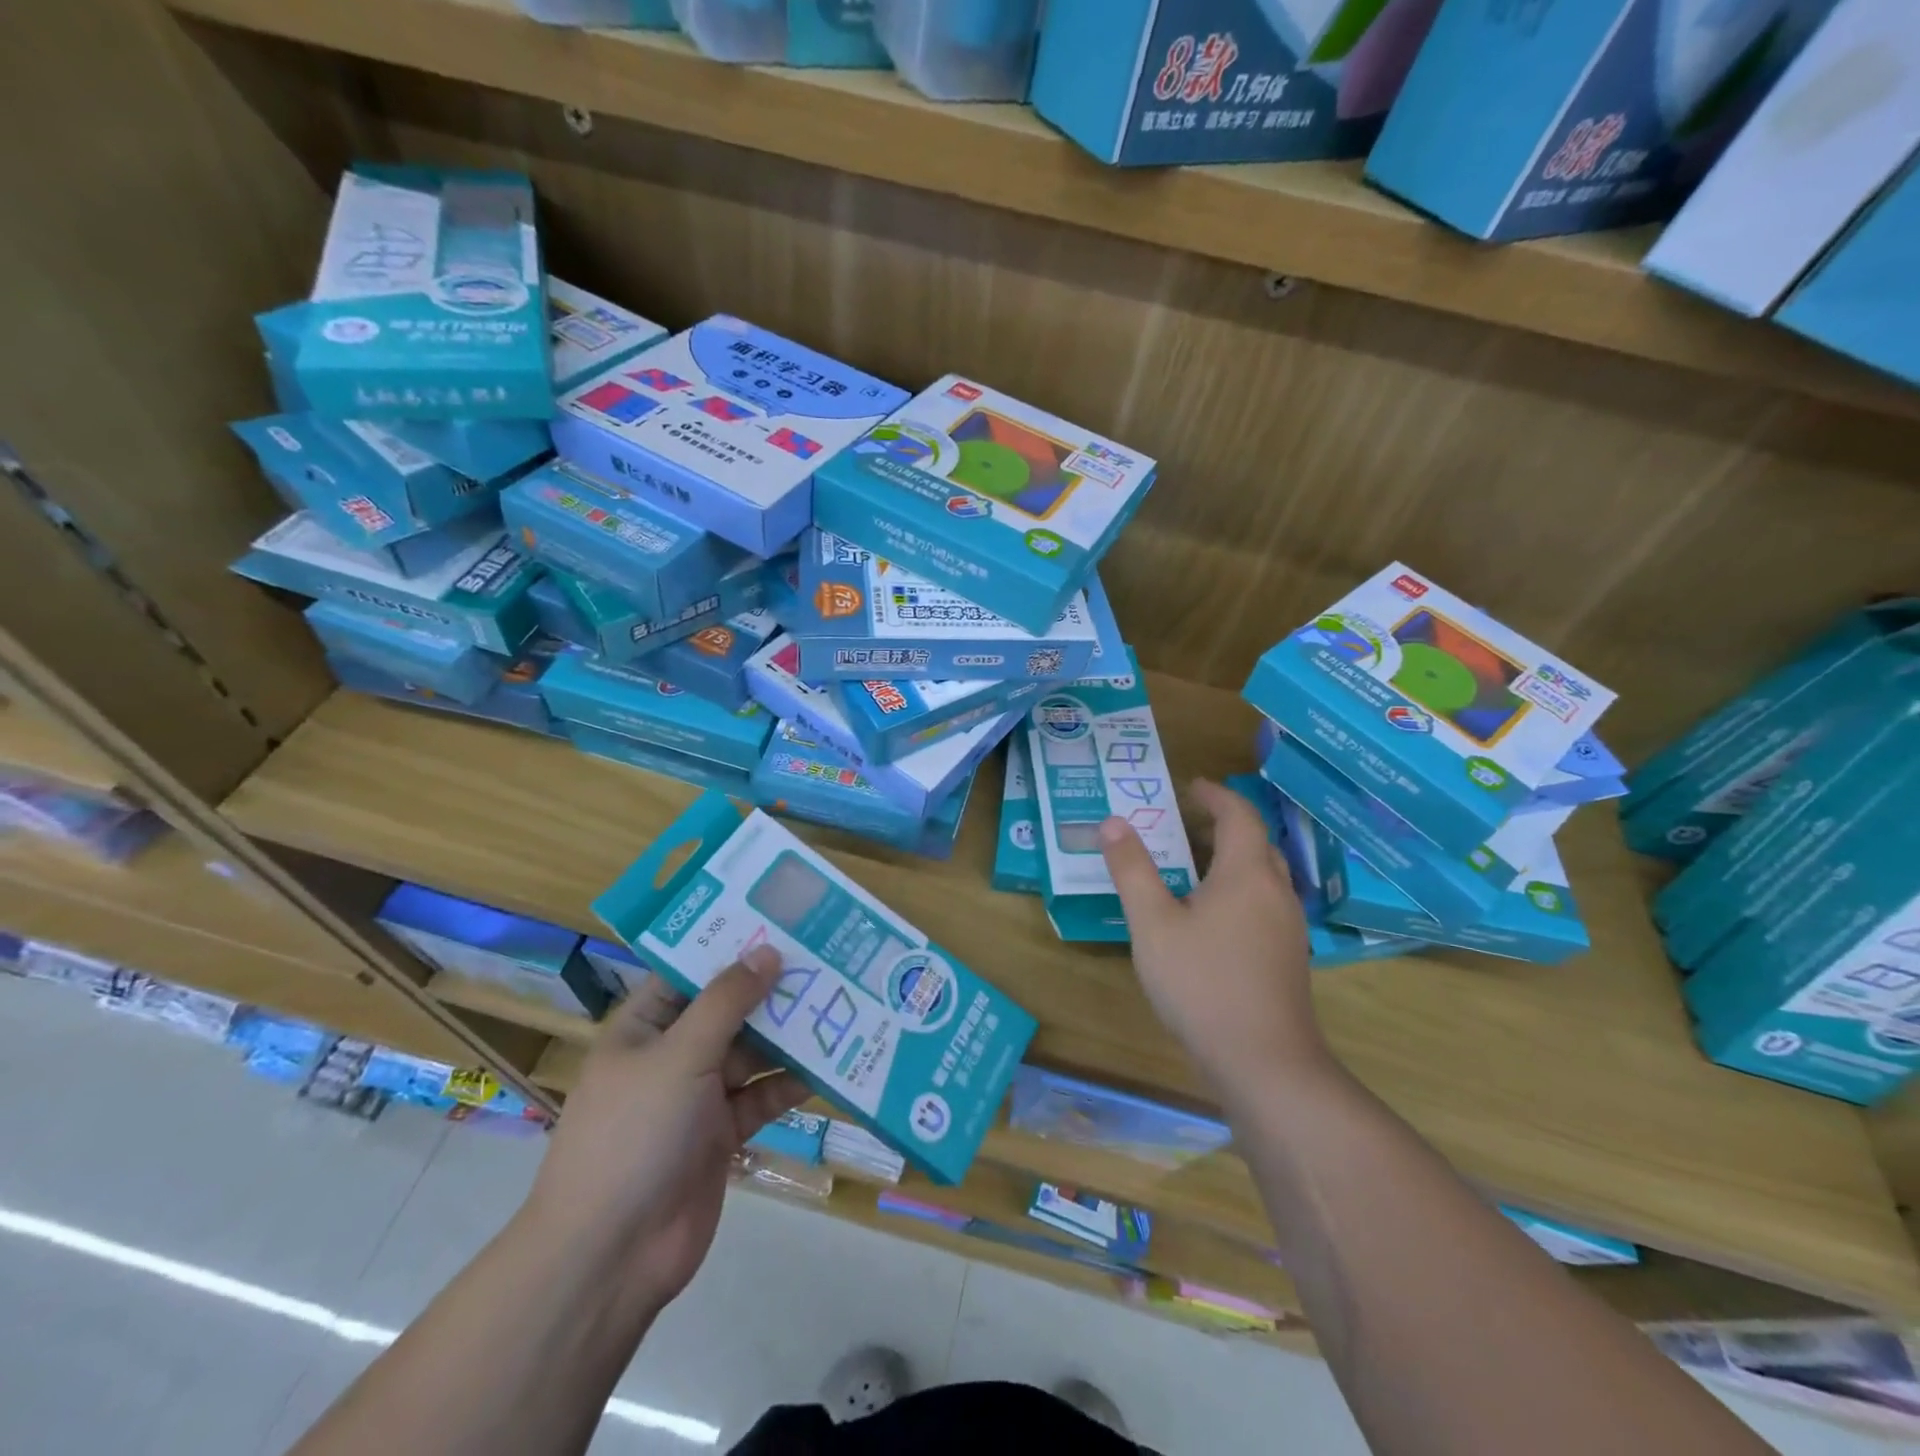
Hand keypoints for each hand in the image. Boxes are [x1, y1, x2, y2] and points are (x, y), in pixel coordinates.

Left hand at [524, 946, 806, 1316]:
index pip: (691, 970)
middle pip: (729, 1010)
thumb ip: (728, 1001)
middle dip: (772, 990)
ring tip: (839, 1004)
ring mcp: (698, 1096)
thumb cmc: (635, 1134)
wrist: (611, 1256)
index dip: (732, 945)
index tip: (782, 921)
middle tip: (826, 959)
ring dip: (789, 1035)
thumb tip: (769, 951)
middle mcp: (672, 1054)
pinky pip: (762, 1096)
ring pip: (752, 1052)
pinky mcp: (721, 1133)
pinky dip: (791, 1083)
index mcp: (645, 1026)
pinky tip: (830, 1067)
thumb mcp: (680, 1055)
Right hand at [1100, 778, 1327, 1098]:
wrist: (1265, 1062)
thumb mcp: (1153, 924)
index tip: (1189, 787)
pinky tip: (1210, 919)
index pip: (1239, 815)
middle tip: (1183, 826)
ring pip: (1263, 876)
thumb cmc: (1202, 983)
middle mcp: (1276, 892)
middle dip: (1223, 826)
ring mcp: (1288, 928)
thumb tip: (1113, 823)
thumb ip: (1132, 871)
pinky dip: (1238, 890)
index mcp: (1247, 873)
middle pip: (1256, 843)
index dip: (1215, 795)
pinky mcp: (1288, 958)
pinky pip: (1264, 904)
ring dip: (1231, 860)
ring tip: (1191, 868)